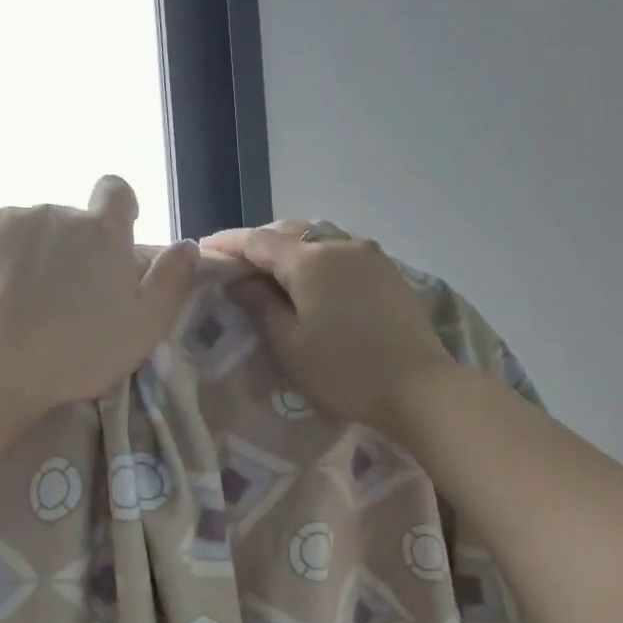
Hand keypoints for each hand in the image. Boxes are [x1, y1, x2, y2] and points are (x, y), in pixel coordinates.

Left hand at [0, 177, 198, 407]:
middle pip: (67, 221)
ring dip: (28, 256)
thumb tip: (188, 246)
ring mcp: (4, 218)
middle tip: (62, 300)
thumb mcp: (143, 328)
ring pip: (24, 231)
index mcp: (101, 232)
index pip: (116, 191)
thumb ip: (171, 282)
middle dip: (68, 250)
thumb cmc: (78, 353)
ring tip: (19, 304)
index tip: (109, 243)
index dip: (117, 210)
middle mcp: (55, 211)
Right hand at [201, 221, 458, 432]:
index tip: (203, 250)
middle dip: (259, 246)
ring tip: (271, 275)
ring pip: (319, 241)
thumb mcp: (290, 345)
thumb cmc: (344, 372)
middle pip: (290, 234)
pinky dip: (318, 262)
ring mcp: (370, 256)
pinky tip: (313, 284)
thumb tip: (240, 282)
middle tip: (235, 267)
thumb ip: (261, 306)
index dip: (228, 244)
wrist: (418, 388)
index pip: (257, 241)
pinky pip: (342, 254)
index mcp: (310, 260)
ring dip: (291, 252)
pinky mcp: (389, 273)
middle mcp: (340, 244)